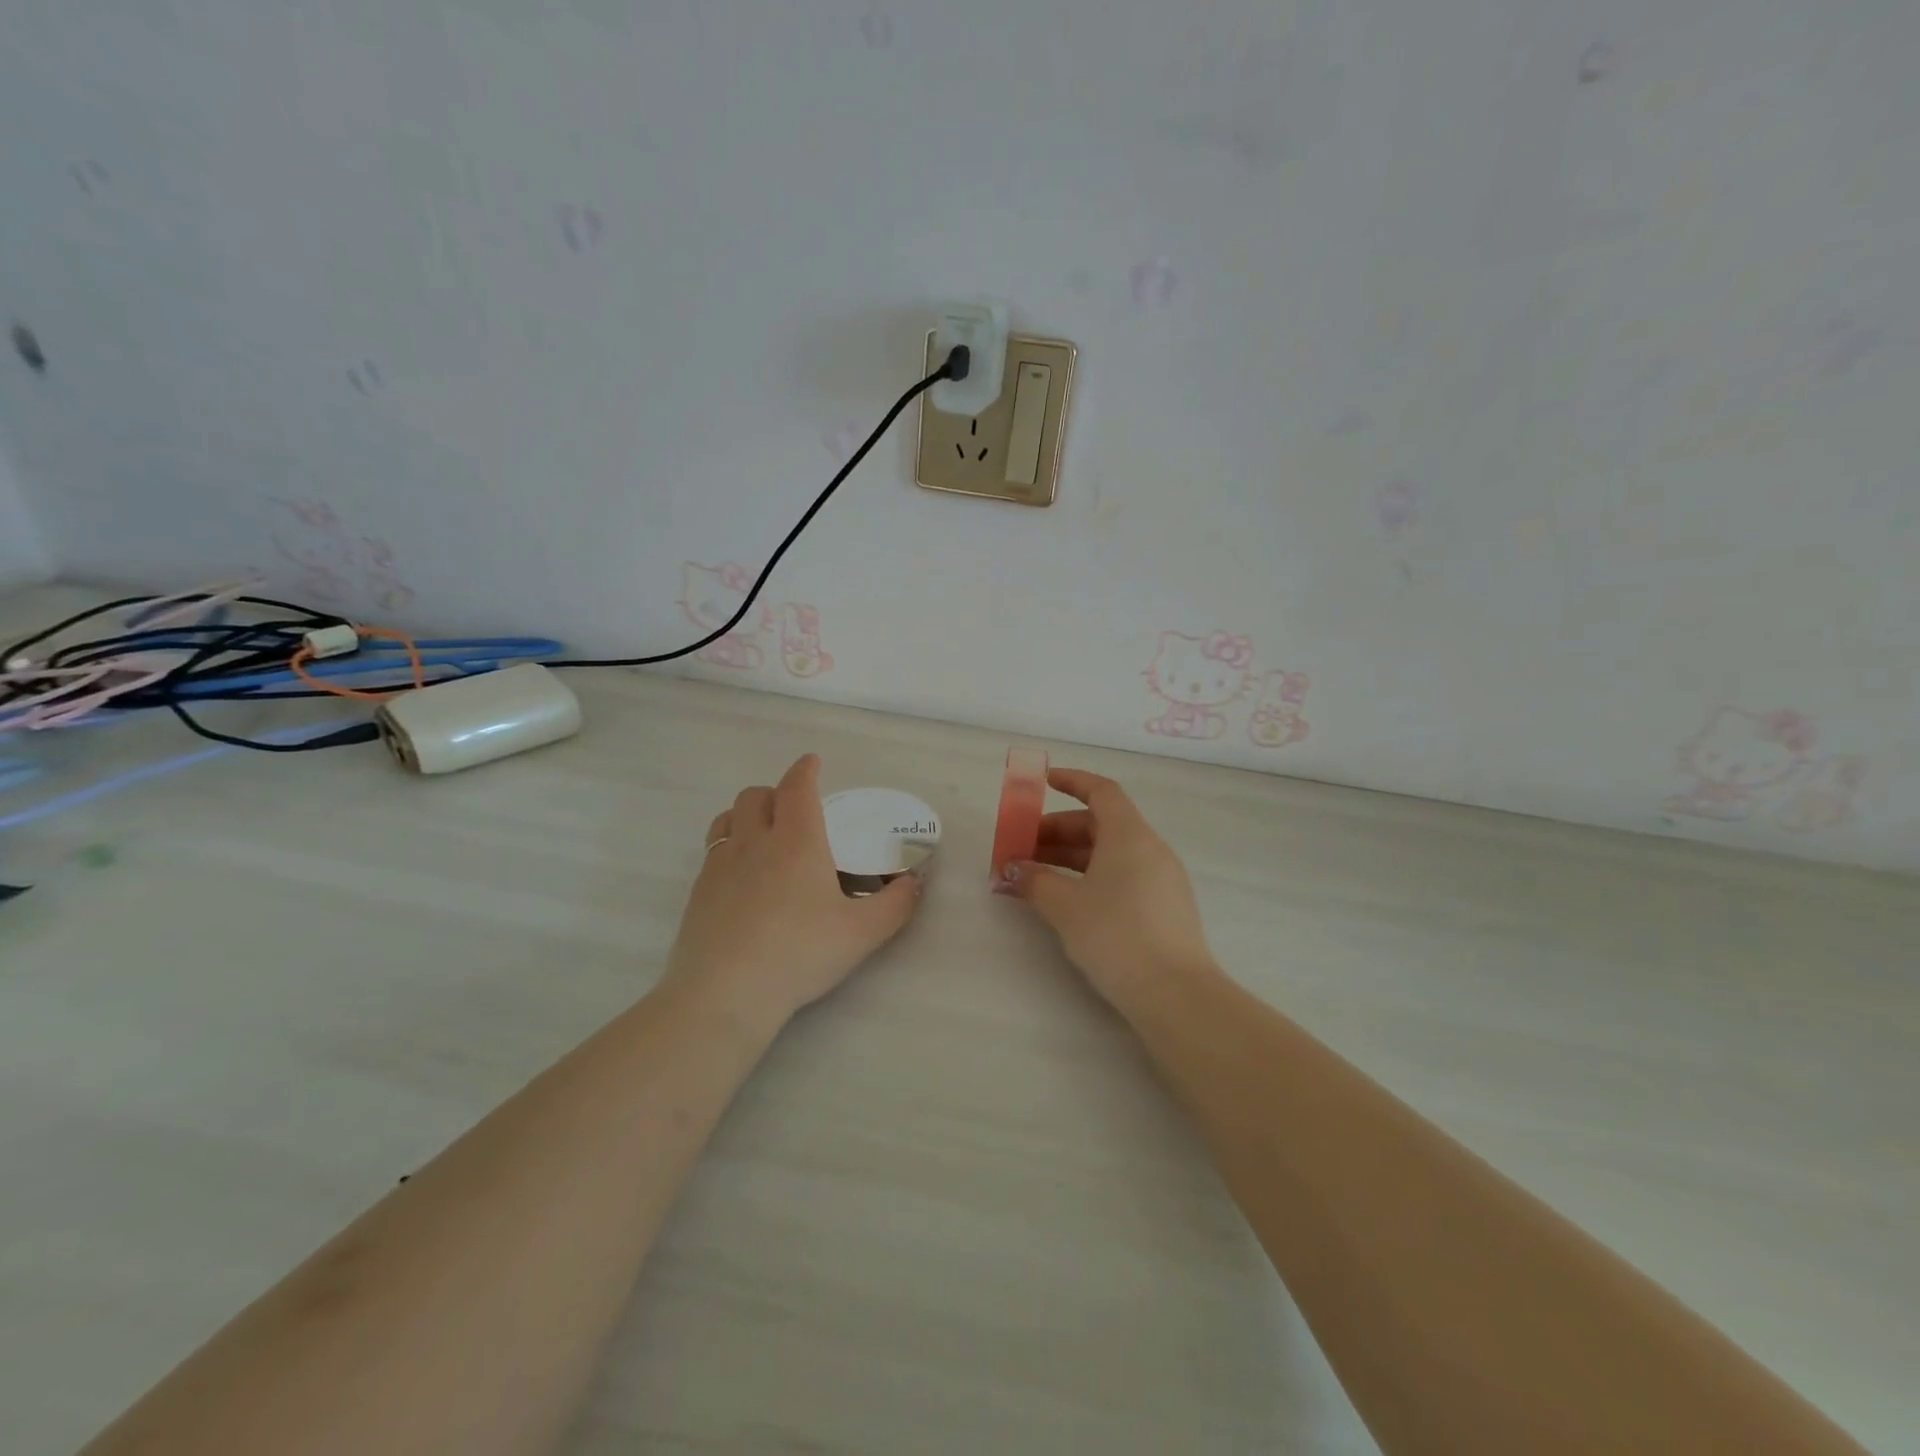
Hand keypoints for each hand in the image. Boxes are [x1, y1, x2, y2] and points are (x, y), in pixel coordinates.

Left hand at [666, 754, 922, 1024]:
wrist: (725, 995)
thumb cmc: (799, 955)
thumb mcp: (863, 934)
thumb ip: (897, 904)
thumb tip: (916, 880)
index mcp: (797, 842)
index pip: (797, 787)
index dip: (805, 769)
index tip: (813, 762)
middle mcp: (754, 842)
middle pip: (757, 794)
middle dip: (776, 791)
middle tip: (795, 809)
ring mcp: (720, 865)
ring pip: (728, 816)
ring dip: (748, 813)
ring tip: (764, 833)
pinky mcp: (698, 891)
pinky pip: (713, 848)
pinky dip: (730, 844)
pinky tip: (742, 875)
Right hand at [1001, 768, 1217, 1012]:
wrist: (1175, 994)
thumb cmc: (1115, 936)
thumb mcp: (1065, 907)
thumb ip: (1034, 881)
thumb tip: (1012, 869)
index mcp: (1129, 835)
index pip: (1101, 791)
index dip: (1072, 781)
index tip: (1043, 782)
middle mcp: (1150, 848)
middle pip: (1101, 824)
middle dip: (1058, 832)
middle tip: (1023, 850)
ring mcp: (1162, 878)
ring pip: (1110, 852)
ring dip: (1071, 858)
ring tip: (1037, 878)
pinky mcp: (1165, 906)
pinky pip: (1123, 875)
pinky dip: (1092, 876)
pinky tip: (1069, 900)